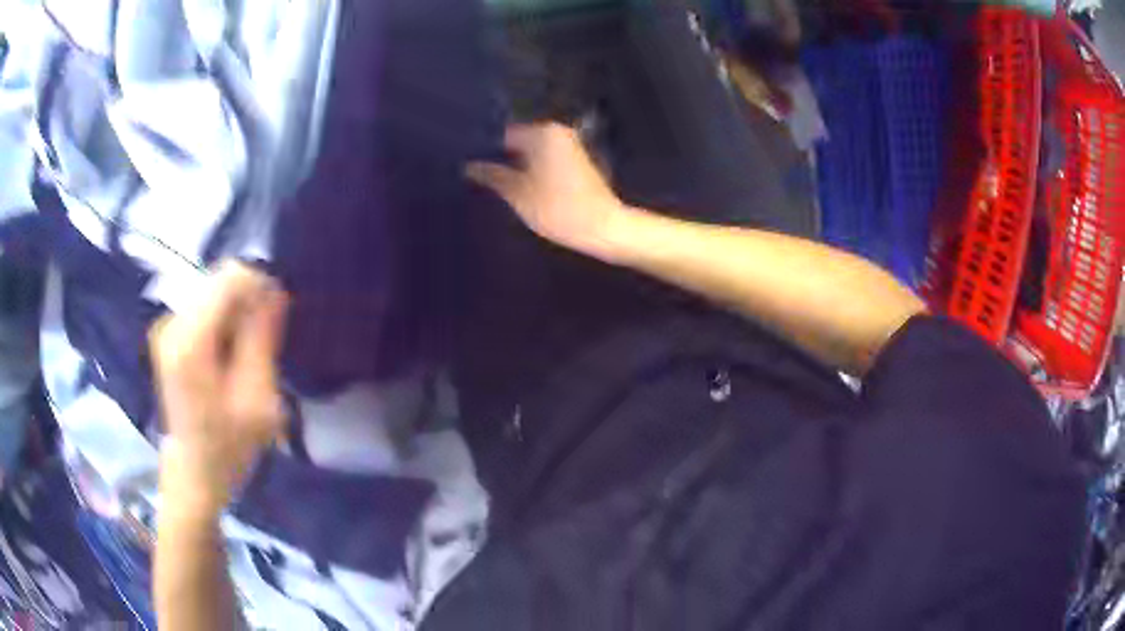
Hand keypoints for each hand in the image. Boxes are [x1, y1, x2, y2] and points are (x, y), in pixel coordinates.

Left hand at [149, 261, 288, 516]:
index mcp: (190, 340)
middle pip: (219, 280)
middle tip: (262, 345)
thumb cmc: (228, 446)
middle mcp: (172, 322)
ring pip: (213, 291)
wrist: (194, 473)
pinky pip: (204, 306)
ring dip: (236, 314)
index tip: (277, 320)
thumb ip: (261, 339)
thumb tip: (274, 290)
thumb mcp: (256, 400)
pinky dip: (223, 321)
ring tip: (245, 355)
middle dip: (247, 302)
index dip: (260, 288)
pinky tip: (228, 355)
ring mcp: (166, 326)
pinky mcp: (168, 333)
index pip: (230, 277)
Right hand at [466, 122, 631, 261]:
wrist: (604, 228)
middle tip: (476, 176)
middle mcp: (557, 132)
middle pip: (518, 141)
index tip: (467, 165)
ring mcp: (569, 146)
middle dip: (500, 157)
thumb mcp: (518, 194)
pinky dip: (531, 170)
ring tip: (494, 183)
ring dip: (515, 165)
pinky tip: (519, 186)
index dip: (484, 150)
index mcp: (542, 133)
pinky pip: (544, 159)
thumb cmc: (558, 209)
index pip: (503, 134)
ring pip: (531, 152)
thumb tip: (469, 166)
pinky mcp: (576, 162)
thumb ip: (492, 176)